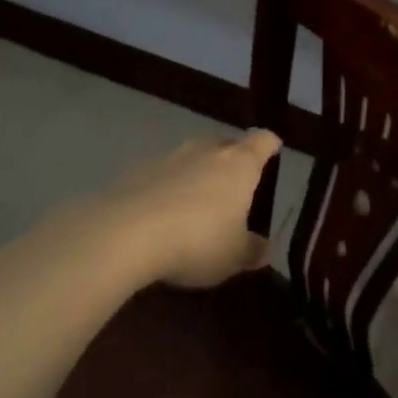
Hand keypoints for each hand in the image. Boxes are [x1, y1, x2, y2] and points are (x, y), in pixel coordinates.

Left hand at [51, 130, 281, 288]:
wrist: (124, 232)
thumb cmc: (197, 241)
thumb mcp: (233, 257)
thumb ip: (252, 250)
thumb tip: (265, 248)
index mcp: (240, 164)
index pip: (263, 141)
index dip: (270, 145)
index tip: (273, 151)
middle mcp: (207, 150)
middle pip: (226, 144)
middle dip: (232, 160)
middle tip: (235, 187)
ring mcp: (170, 156)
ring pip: (192, 157)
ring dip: (197, 173)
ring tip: (196, 203)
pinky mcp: (137, 169)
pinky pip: (162, 173)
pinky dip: (167, 187)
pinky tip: (161, 214)